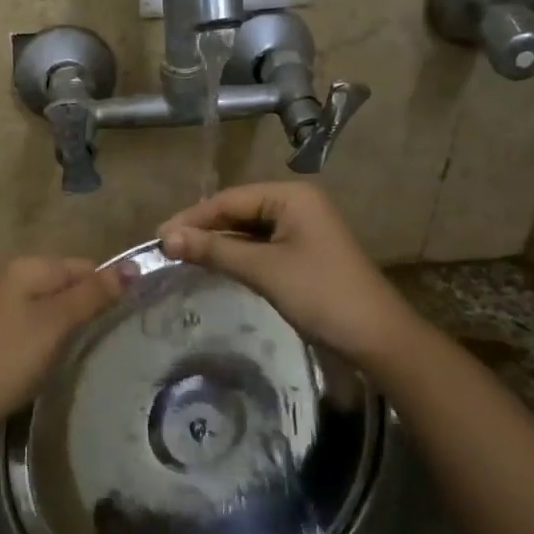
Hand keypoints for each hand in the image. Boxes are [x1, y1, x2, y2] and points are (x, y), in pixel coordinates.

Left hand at [0, 256, 124, 444]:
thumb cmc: (9, 359)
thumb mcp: (56, 323)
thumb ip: (94, 294)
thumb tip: (134, 265)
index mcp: (28, 267)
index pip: (86, 267)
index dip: (109, 290)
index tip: (128, 321)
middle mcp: (16, 279)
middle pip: (71, 285)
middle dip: (92, 307)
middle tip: (113, 339)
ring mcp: (6, 307)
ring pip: (57, 308)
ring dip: (75, 326)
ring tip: (92, 351)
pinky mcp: (3, 334)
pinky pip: (41, 326)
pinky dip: (56, 339)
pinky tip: (61, 359)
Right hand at [158, 183, 421, 368]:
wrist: (376, 337)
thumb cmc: (320, 294)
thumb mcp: (264, 269)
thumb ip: (214, 250)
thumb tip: (166, 238)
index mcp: (291, 196)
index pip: (229, 199)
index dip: (192, 217)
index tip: (158, 237)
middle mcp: (297, 204)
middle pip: (238, 211)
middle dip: (203, 229)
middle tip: (165, 249)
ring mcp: (302, 230)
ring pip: (248, 230)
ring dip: (218, 243)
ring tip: (181, 257)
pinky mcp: (303, 254)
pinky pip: (261, 246)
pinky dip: (237, 255)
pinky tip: (213, 265)